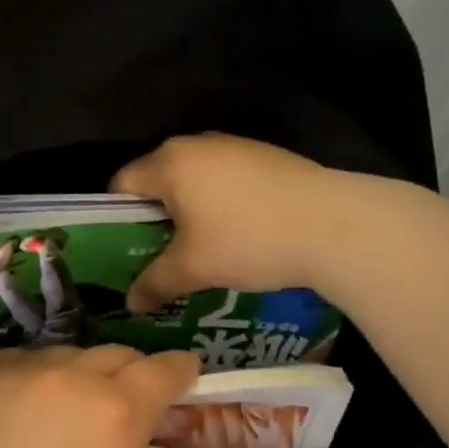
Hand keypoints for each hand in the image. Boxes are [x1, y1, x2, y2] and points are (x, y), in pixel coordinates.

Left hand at [0, 345, 200, 447]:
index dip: (179, 371)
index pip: (163, 369)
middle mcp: (68, 376)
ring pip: (61, 357)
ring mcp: (14, 371)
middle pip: (114, 354)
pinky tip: (12, 416)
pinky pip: (13, 364)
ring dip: (72, 378)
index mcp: (117, 411)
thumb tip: (135, 427)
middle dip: (127, 375)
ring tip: (56, 415)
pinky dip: (24, 381)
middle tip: (118, 404)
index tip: (183, 376)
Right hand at [112, 134, 344, 311]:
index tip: (125, 252)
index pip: (121, 184)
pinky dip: (221, 204)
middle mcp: (197, 144)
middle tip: (158, 256)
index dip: (115, 220)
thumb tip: (129, 303)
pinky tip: (239, 235)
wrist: (333, 225)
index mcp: (169, 163)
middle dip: (154, 218)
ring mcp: (235, 146)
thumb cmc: (248, 241)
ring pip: (195, 180)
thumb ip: (154, 284)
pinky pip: (226, 180)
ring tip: (200, 250)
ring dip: (189, 212)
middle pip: (158, 179)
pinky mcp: (266, 156)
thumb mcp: (193, 269)